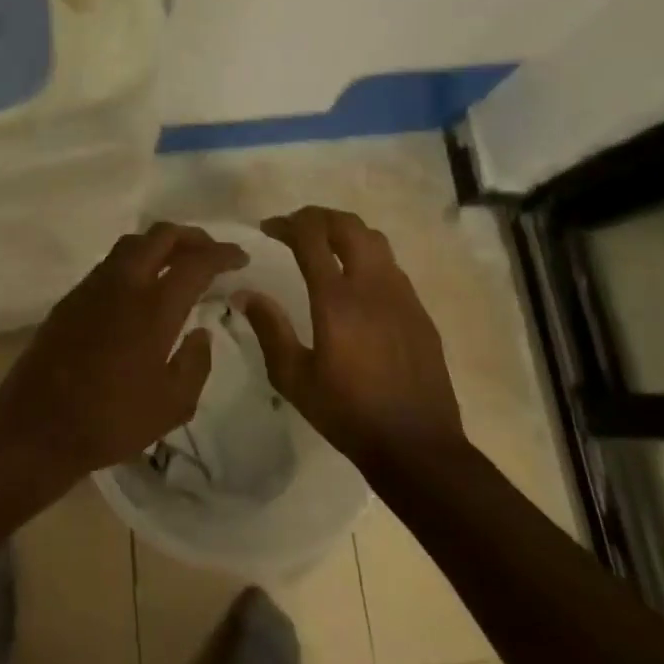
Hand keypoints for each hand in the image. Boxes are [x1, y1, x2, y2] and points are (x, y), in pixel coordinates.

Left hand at [0, 224, 248, 479]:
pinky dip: (136, 261)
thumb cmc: (111, 420)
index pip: (196, 262)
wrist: (36, 425)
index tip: (240, 257)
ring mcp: (92, 286)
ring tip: (179, 264)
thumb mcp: (172, 405)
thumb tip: (201, 333)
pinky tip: (143, 288)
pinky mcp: (72, 297)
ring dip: (161, 245)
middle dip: (192, 237)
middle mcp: (123, 283)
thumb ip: (196, 363)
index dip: (222, 254)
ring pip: (132, 244)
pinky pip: (111, 263)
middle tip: (211, 253)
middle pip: (160, 235)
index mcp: (153, 306)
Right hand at [239, 206, 464, 469]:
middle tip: (294, 228)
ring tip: (324, 246)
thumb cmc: (348, 413)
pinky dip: (367, 257)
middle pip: (348, 225)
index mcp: (337, 300)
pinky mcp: (419, 312)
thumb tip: (244, 293)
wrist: (418, 446)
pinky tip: (355, 283)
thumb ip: (269, 328)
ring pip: (375, 240)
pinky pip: (391, 267)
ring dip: (345, 232)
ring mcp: (402, 296)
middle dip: (317, 217)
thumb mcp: (293, 378)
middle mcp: (372, 286)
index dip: (287, 223)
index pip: (311, 237)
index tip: (268, 228)